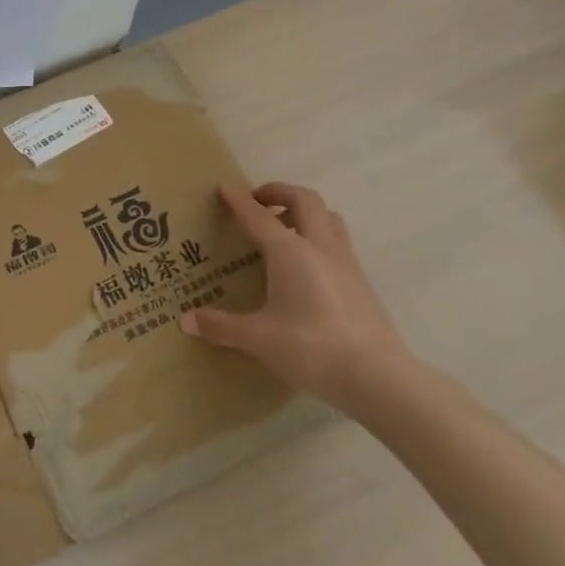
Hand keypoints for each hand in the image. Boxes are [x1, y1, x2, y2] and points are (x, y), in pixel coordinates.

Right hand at [179, 182, 413, 412]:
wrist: (378, 377)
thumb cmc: (312, 349)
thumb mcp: (259, 339)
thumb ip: (221, 326)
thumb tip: (186, 321)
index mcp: (290, 252)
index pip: (258, 216)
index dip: (239, 200)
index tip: (224, 188)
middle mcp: (319, 247)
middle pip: (304, 200)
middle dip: (279, 192)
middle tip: (257, 201)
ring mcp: (345, 262)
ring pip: (328, 217)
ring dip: (304, 211)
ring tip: (283, 226)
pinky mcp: (360, 281)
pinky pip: (337, 240)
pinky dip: (318, 235)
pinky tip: (305, 263)